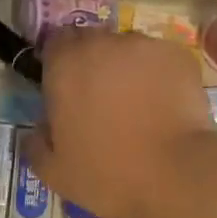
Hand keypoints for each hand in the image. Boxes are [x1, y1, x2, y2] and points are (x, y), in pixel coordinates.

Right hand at [23, 27, 212, 217]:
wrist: (176, 175)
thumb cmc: (108, 174)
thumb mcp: (55, 172)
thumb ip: (37, 144)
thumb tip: (38, 131)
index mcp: (66, 64)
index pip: (55, 43)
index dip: (59, 64)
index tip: (66, 90)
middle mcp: (103, 43)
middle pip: (92, 42)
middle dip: (94, 65)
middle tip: (102, 101)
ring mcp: (144, 46)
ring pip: (128, 49)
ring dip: (127, 68)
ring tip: (139, 104)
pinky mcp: (179, 55)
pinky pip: (160, 59)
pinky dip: (159, 75)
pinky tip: (165, 104)